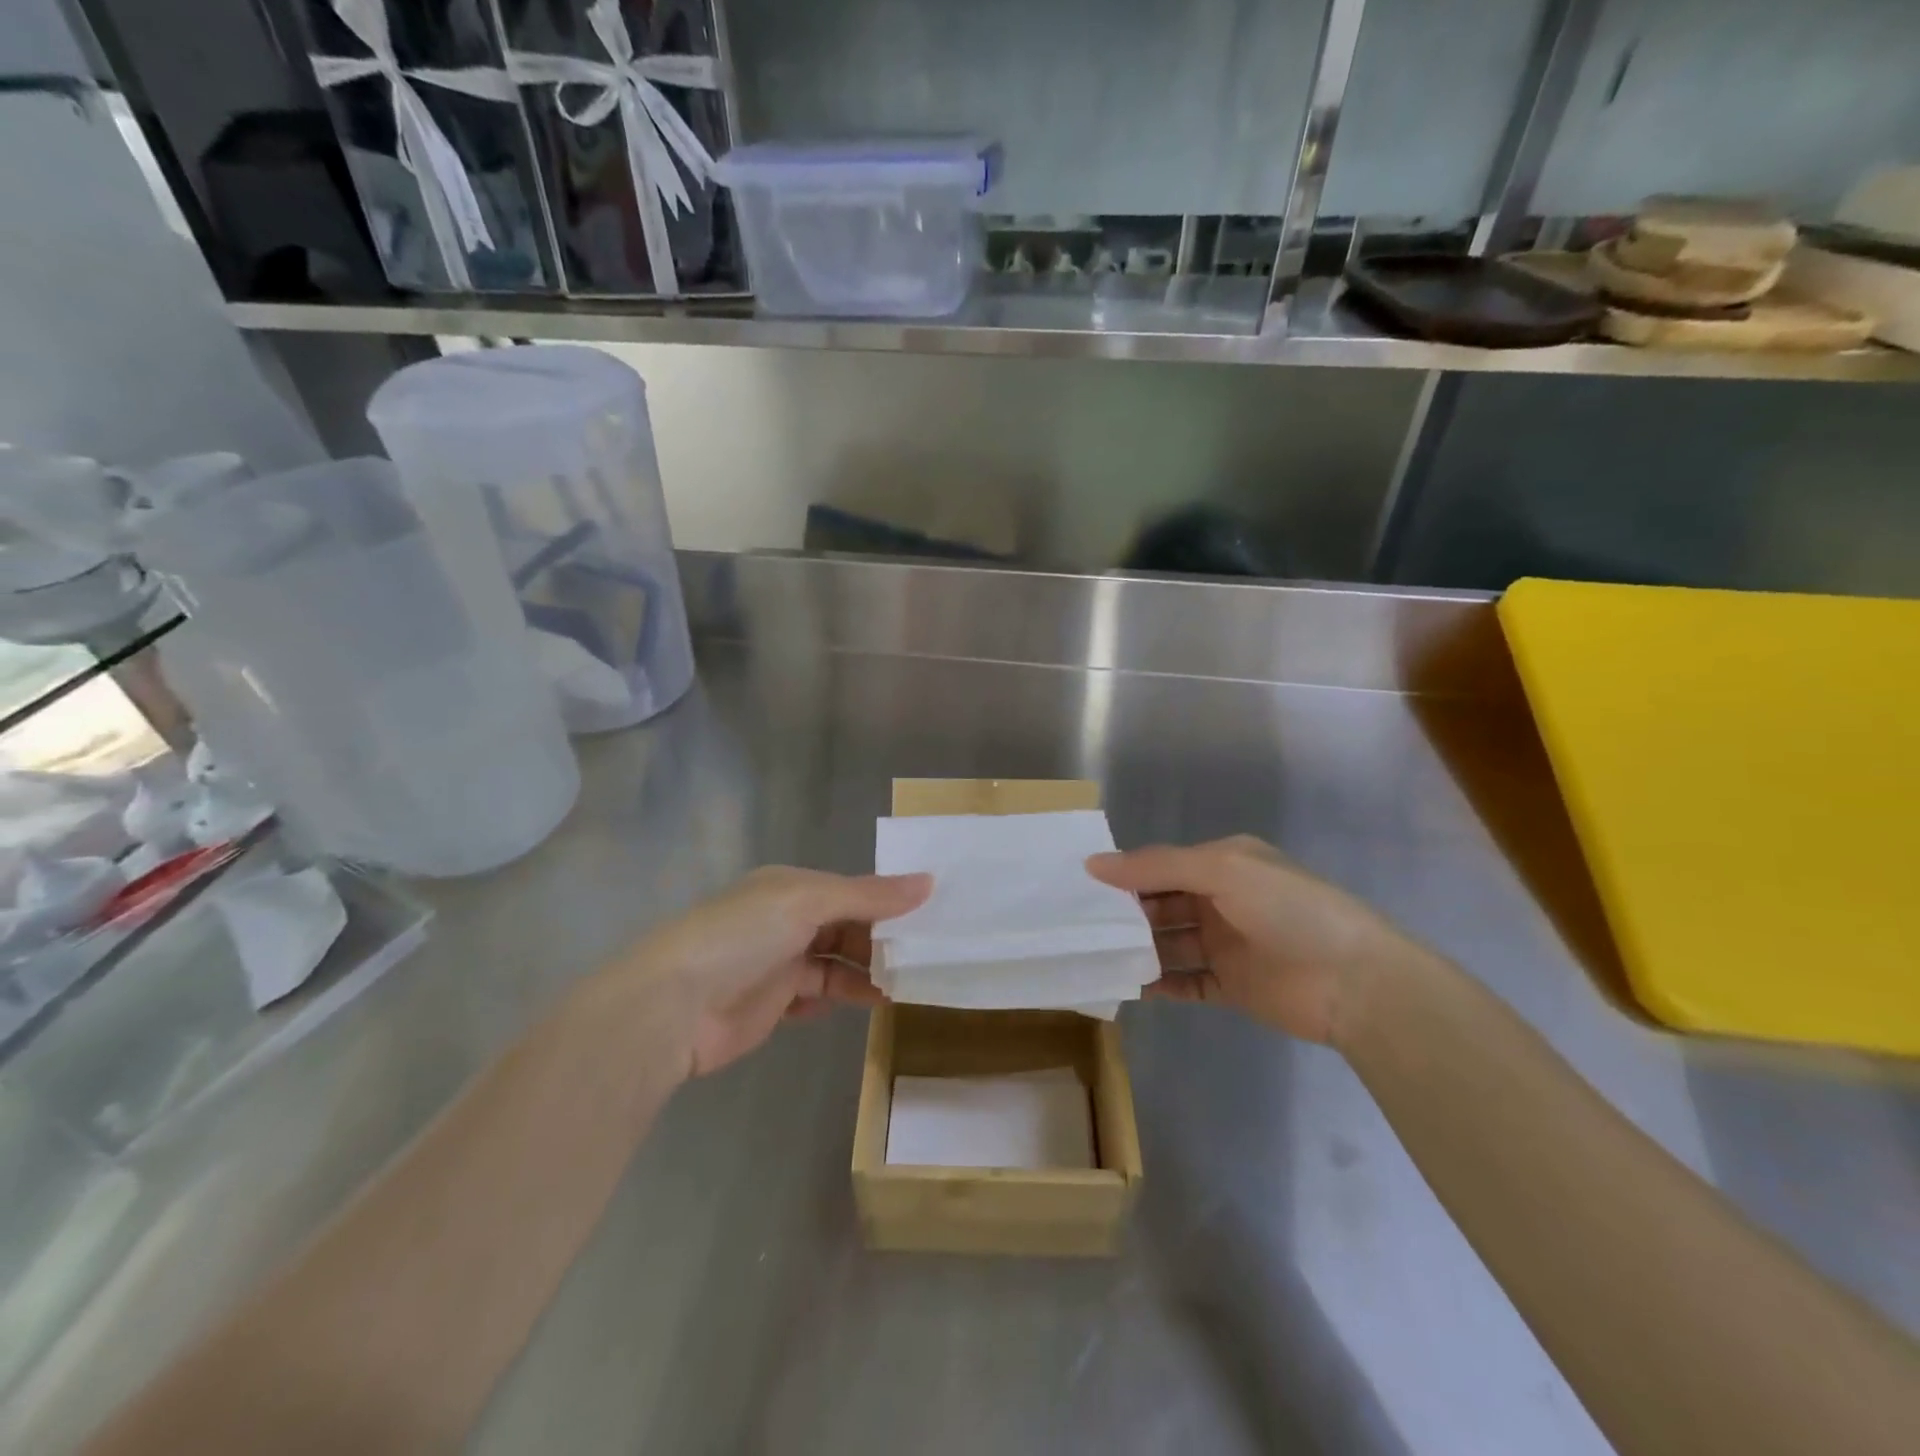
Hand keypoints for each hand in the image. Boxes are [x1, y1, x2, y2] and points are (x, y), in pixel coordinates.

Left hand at [622, 866, 930, 1077]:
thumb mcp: (808, 902)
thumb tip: (929, 881)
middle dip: (882, 941)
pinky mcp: (772, 1003)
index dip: (889, 903)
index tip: (931, 917)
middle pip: (847, 927)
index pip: (852, 891)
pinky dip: (837, 998)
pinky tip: (859, 1003)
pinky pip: (816, 995)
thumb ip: (869, 896)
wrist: (673, 1006)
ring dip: (866, 973)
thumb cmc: (742, 937)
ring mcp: (779, 963)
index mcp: (792, 887)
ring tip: (903, 987)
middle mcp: (787, 920)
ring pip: (836, 963)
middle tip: (926, 958)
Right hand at [1087, 836, 1417, 1044]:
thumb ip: (1157, 867)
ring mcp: (1227, 945)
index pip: (1162, 866)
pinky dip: (1158, 984)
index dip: (1125, 874)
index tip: (1081, 886)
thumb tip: (1093, 864)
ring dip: (1137, 948)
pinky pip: (1185, 982)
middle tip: (1079, 926)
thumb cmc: (1289, 910)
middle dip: (1125, 913)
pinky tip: (1128, 986)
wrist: (1356, 982)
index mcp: (1223, 864)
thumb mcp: (1222, 870)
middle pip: (1161, 904)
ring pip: (1169, 944)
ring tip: (1095, 956)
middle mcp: (1222, 901)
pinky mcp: (1232, 986)